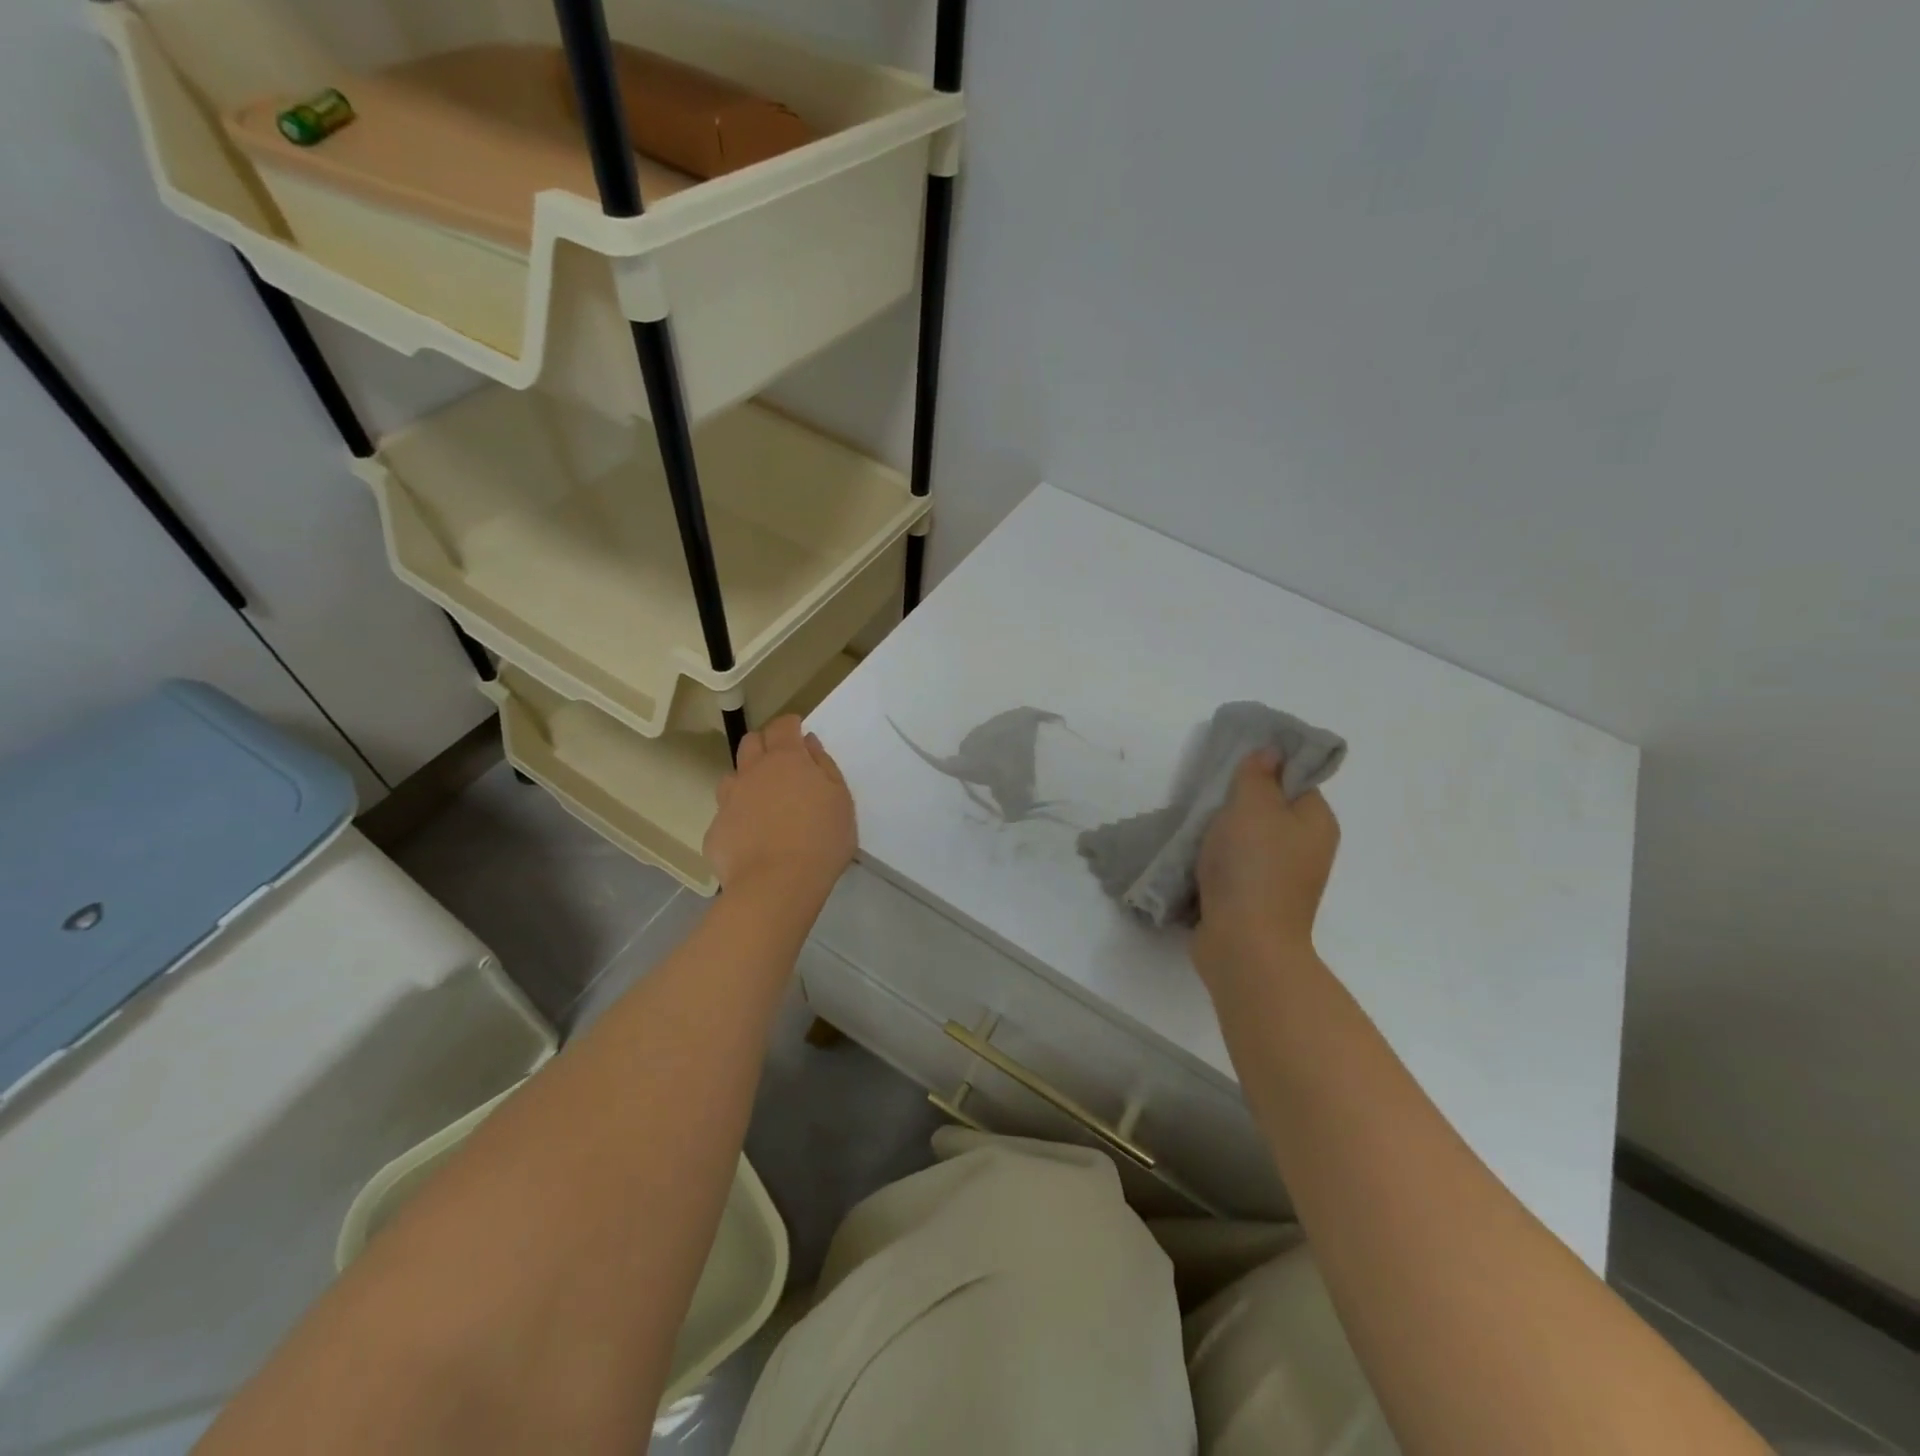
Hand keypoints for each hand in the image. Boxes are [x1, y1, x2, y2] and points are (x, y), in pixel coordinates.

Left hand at [705, 716, 855, 903]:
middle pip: (751, 742)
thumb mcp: (841, 801)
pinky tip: (753, 838)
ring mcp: (729, 800)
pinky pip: (726, 815)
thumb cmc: (821, 840)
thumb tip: (808, 745)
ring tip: (764, 803)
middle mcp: (752, 772)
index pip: (783, 726)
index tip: (799, 732)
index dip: (791, 725)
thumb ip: (825, 767)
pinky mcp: (715, 830)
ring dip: (747, 781)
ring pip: (733, 777)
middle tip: (782, 763)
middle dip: (765, 743)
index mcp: (787, 759)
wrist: (776, 885)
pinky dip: (739, 818)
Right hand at [1192, 749, 1339, 986]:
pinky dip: (1217, 861)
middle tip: (1207, 795)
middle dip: (1237, 802)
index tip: (1231, 766)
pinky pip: (1236, 867)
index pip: (1295, 780)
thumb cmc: (1253, 867)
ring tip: (1195, 827)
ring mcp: (1282, 878)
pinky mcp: (1256, 901)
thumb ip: (1258, 775)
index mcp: (1317, 822)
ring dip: (1222, 833)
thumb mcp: (1252, 806)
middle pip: (1270, 810)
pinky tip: (1195, 858)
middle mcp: (1306, 849)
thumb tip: (1270, 752)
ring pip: (1249, 840)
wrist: (1244, 944)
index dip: (1265, 768)